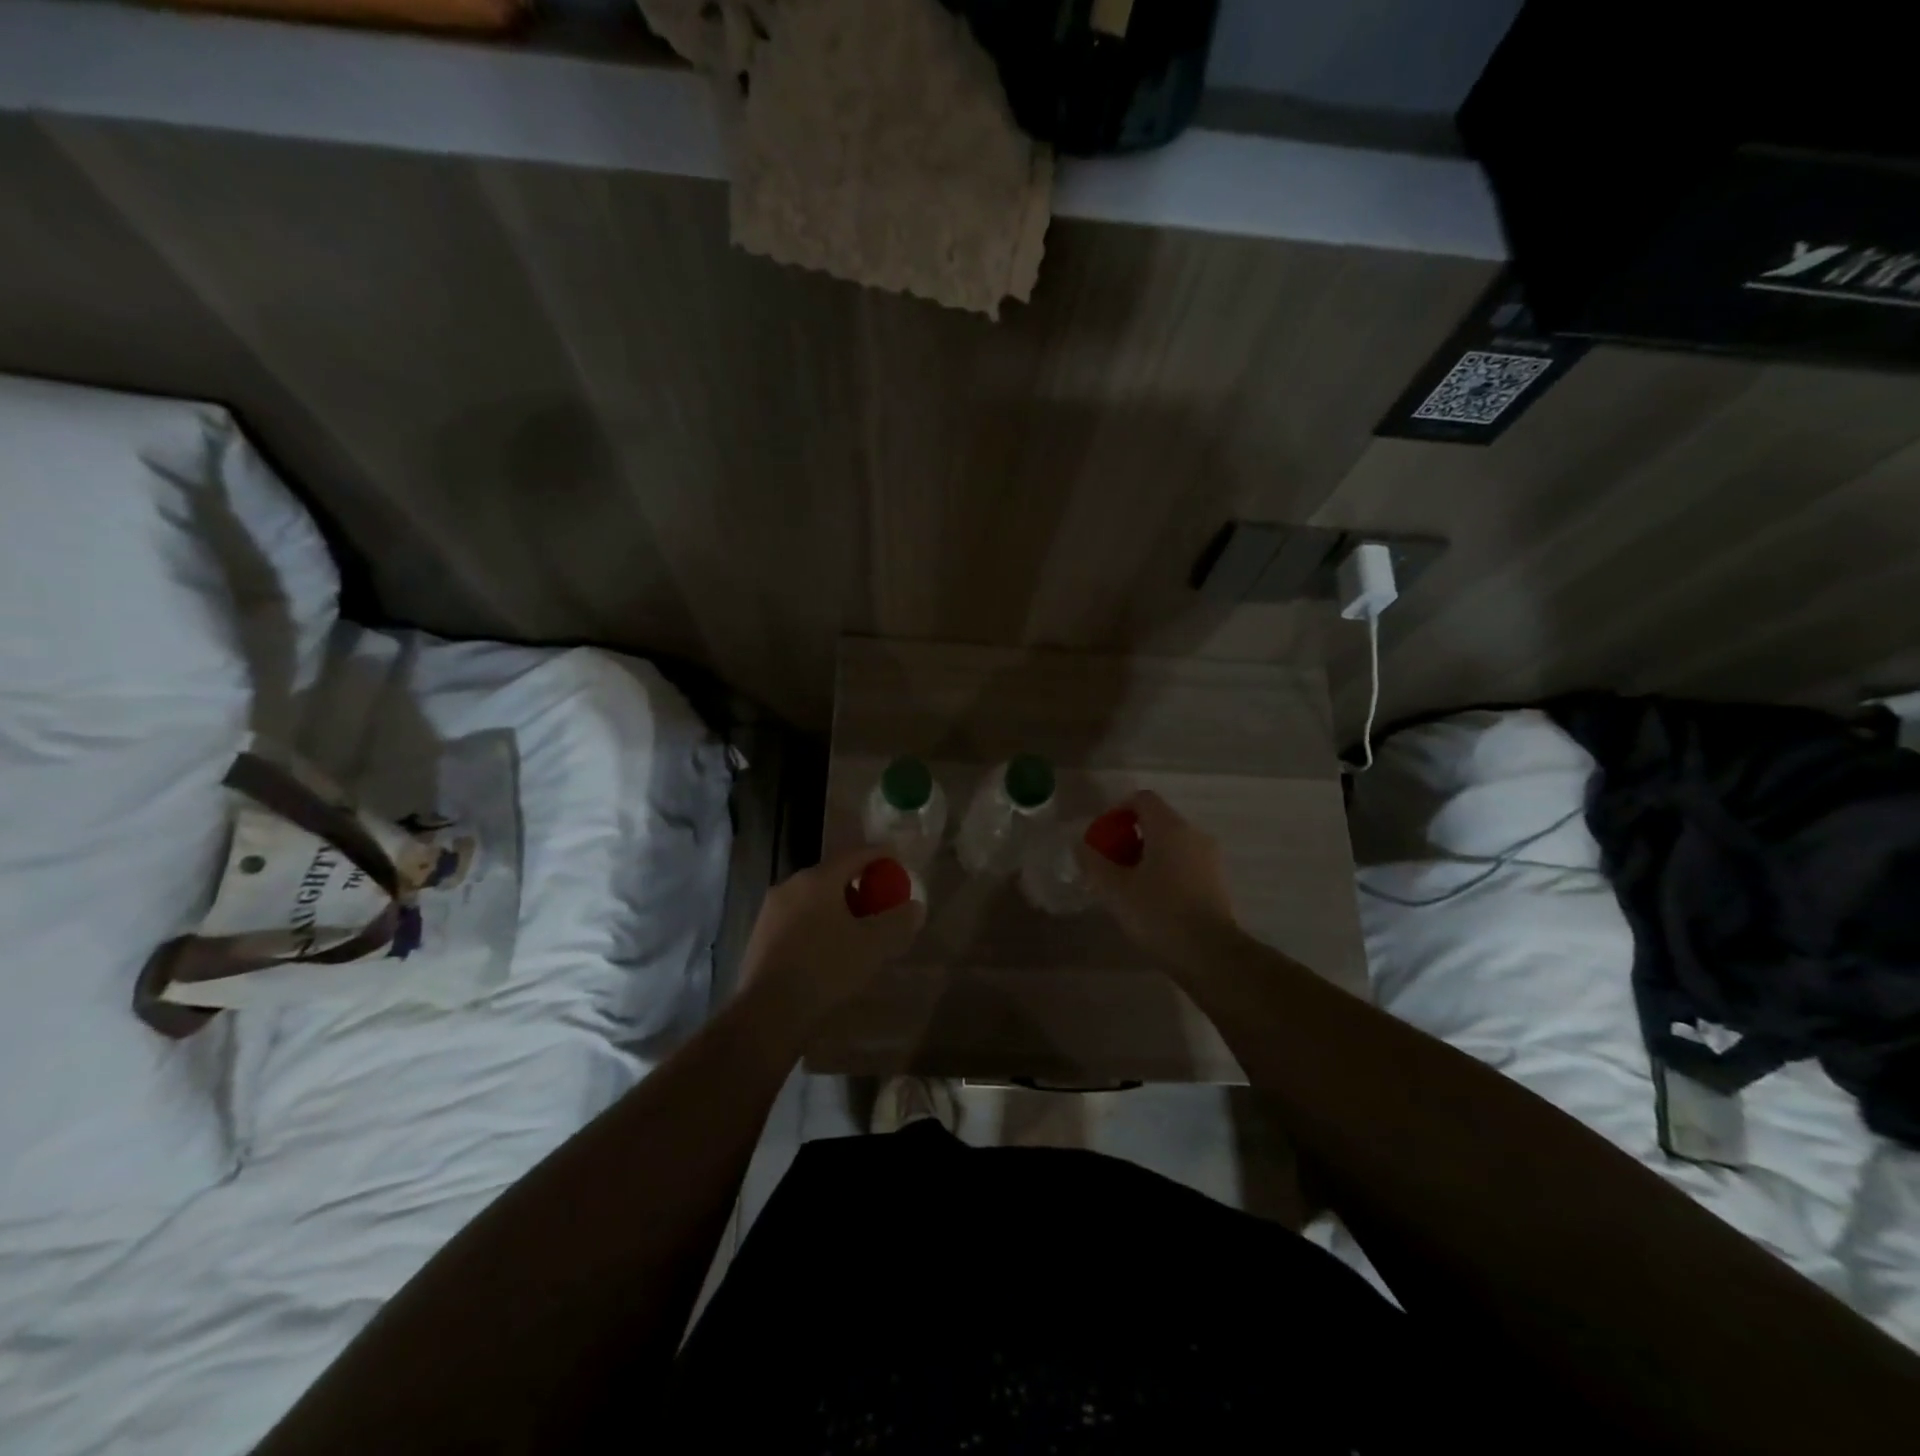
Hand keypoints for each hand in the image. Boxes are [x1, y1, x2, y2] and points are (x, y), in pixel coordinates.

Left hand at [739, 847, 925, 1022]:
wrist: (768, 1012)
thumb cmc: (825, 968)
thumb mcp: (873, 945)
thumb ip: (898, 921)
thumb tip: (915, 907)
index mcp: (818, 879)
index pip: (854, 854)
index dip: (879, 854)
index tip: (896, 857)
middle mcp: (790, 886)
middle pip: (832, 875)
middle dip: (858, 883)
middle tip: (879, 898)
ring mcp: (771, 911)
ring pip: (813, 898)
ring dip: (837, 905)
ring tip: (856, 926)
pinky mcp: (760, 935)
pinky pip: (798, 918)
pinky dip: (818, 923)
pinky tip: (828, 947)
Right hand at [1074, 790, 1238, 963]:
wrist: (1211, 955)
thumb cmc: (1159, 914)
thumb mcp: (1115, 890)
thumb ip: (1094, 862)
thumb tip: (1081, 845)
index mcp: (1169, 827)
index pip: (1142, 799)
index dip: (1118, 811)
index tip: (1103, 836)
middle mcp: (1193, 834)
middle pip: (1157, 821)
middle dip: (1130, 837)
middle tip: (1110, 864)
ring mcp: (1210, 858)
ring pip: (1172, 844)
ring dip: (1147, 856)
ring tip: (1128, 885)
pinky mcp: (1217, 882)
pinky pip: (1185, 863)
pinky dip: (1165, 871)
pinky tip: (1152, 900)